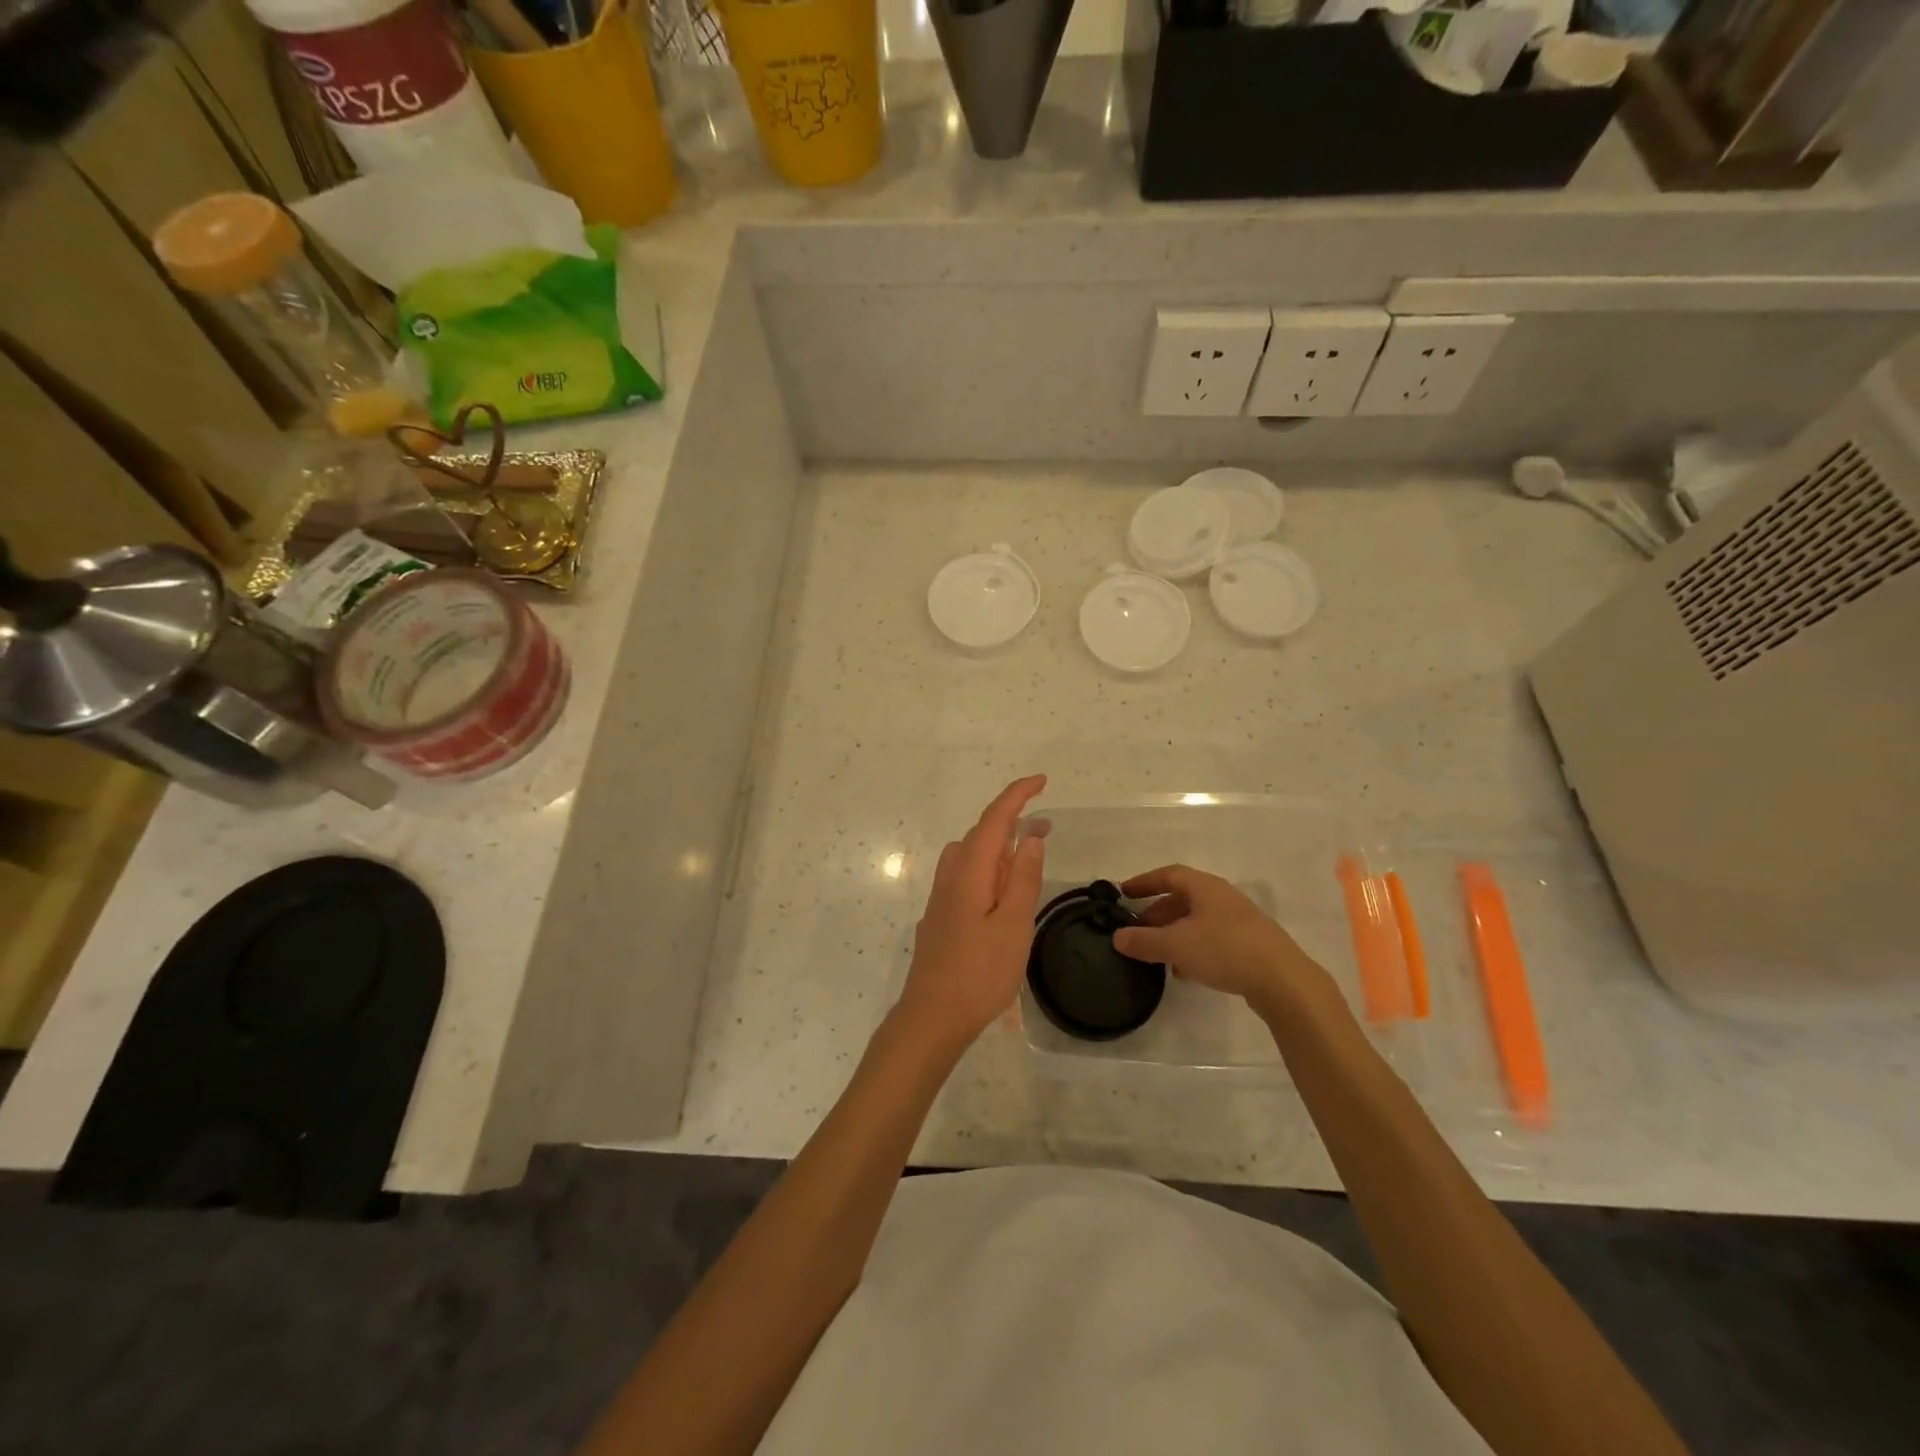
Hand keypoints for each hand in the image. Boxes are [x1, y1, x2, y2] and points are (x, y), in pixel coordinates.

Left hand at [893, 775, 1047, 1054]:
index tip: (1042, 781)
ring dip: (998, 846)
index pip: (994, 819)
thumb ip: (1022, 878)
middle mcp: (950, 875)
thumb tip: (1031, 836)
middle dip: (1012, 821)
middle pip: (980, 834)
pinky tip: (1000, 892)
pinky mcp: (940, 916)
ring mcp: (941, 896)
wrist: (931, 1016)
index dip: (1017, 795)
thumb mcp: (1013, 925)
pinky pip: (965, 875)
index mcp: (969, 871)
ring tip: (1027, 857)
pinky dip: (987, 868)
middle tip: (1046, 828)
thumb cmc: (979, 973)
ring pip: (970, 855)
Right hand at [1112, 864, 1323, 1011]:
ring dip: (1174, 932)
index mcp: (1205, 887)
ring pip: (1197, 920)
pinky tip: (1184, 970)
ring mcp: (1239, 921)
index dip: (1144, 882)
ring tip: (1156, 953)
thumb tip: (1118, 937)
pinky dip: (1192, 948)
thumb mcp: (1176, 945)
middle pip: (1183, 898)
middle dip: (1157, 912)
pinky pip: (1212, 939)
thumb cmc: (1224, 950)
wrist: (1283, 981)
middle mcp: (1222, 897)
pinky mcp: (1250, 945)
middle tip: (1138, 929)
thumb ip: (1144, 941)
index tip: (1124, 893)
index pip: (1168, 874)